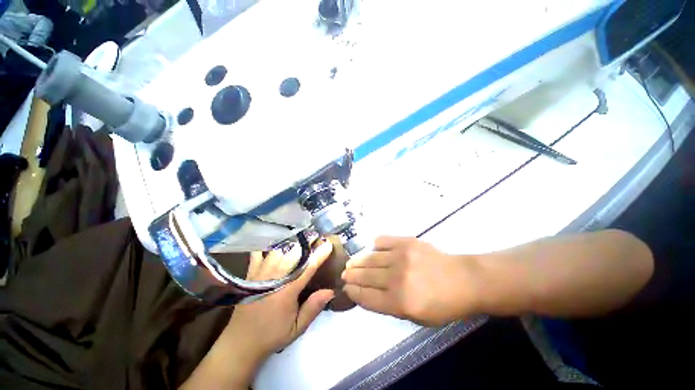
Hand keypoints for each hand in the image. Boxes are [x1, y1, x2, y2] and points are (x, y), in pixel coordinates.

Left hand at [181, 242, 334, 389]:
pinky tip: (275, 246)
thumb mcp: (297, 327)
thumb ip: (313, 307)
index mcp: (287, 291)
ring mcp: (260, 274)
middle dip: (306, 244)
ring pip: (277, 250)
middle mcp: (274, 278)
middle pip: (292, 253)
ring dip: (290, 244)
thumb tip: (331, 290)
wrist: (240, 343)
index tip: (329, 244)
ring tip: (300, 242)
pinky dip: (267, 247)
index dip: (320, 254)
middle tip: (316, 240)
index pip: (307, 267)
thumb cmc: (272, 335)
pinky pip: (258, 254)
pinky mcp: (250, 275)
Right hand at [341, 236, 481, 325]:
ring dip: (358, 260)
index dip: (353, 292)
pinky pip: (382, 240)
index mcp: (400, 303)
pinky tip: (372, 249)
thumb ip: (389, 306)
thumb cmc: (442, 304)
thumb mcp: (416, 318)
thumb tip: (367, 293)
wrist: (464, 280)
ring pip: (370, 258)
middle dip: (351, 275)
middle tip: (344, 273)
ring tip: (351, 262)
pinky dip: (374, 245)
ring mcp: (401, 256)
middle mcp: (397, 278)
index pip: (367, 297)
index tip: (346, 288)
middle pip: (365, 276)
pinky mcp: (407, 241)